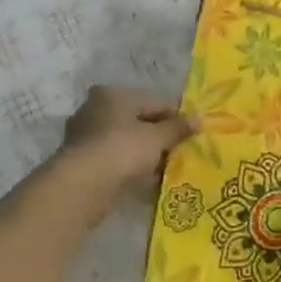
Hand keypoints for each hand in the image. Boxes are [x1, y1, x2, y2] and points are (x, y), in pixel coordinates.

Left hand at [57, 85, 197, 193]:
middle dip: (160, 136)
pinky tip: (149, 181)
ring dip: (146, 154)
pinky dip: (132, 168)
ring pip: (126, 143)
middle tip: (183, 151)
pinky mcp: (82, 163)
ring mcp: (85, 137)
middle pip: (138, 121)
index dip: (177, 115)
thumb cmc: (122, 149)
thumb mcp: (157, 137)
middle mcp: (95, 110)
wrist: (82, 186)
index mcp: (113, 95)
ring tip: (169, 168)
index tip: (194, 130)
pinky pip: (116, 161)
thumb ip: (178, 128)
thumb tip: (199, 118)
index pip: (154, 101)